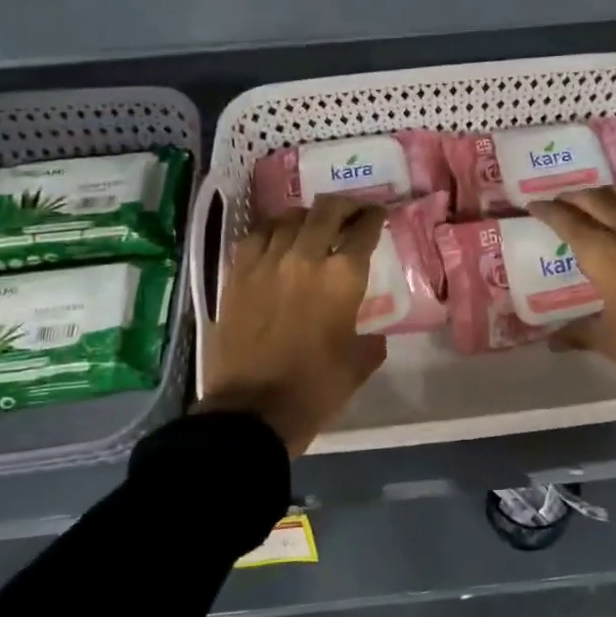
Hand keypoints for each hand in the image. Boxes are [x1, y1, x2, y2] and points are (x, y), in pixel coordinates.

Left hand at [201, 196, 388, 456]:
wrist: (251, 411)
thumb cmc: (314, 389)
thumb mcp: (358, 365)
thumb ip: (371, 340)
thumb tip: (373, 334)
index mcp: (342, 277)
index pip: (364, 230)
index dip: (374, 217)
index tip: (378, 214)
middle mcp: (305, 257)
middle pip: (326, 211)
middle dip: (344, 205)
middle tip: (351, 211)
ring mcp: (266, 263)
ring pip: (288, 218)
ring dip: (307, 217)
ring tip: (312, 224)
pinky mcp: (237, 275)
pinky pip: (255, 236)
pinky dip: (271, 231)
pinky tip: (275, 239)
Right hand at [530, 186, 615, 409]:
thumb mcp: (609, 342)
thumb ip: (577, 333)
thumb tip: (552, 341)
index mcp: (606, 256)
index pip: (569, 222)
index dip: (548, 211)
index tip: (535, 206)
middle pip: (598, 201)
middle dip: (576, 198)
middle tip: (563, 202)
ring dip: (612, 193)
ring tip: (601, 200)